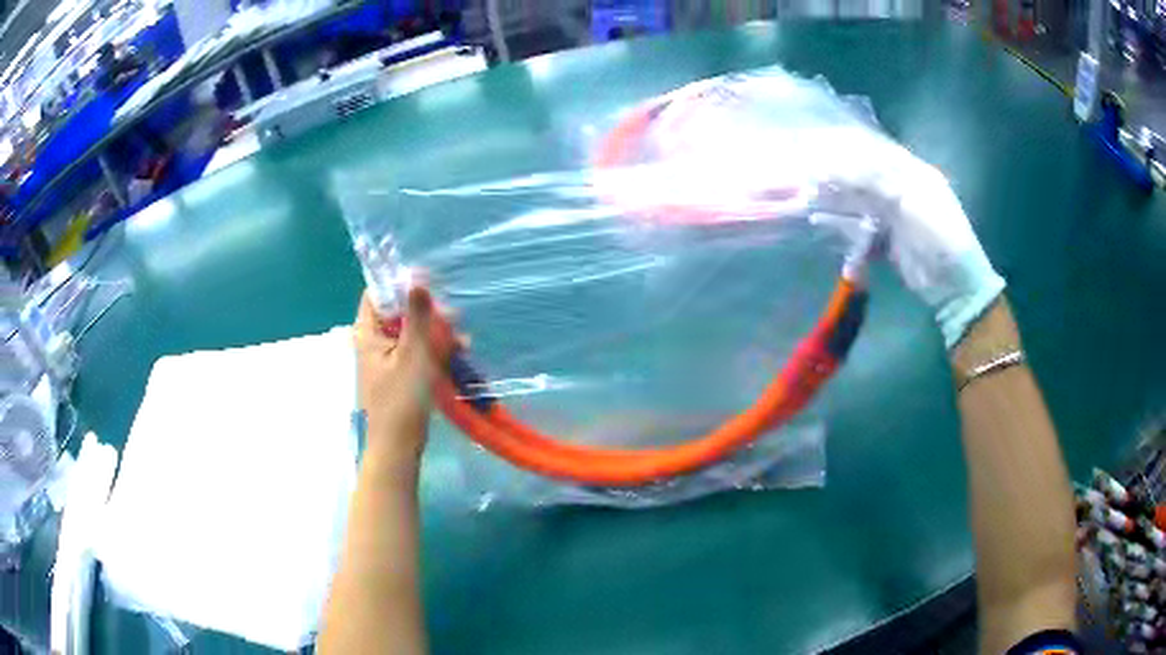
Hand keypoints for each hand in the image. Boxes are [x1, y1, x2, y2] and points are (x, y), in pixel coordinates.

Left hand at [354, 285, 451, 461]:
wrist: (398, 446)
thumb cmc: (402, 399)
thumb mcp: (414, 353)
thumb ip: (417, 315)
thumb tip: (416, 277)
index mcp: (368, 333)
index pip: (377, 294)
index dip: (401, 285)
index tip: (429, 286)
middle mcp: (374, 342)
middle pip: (399, 313)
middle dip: (428, 314)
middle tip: (453, 320)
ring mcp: (387, 359)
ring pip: (412, 333)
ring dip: (437, 334)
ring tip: (462, 344)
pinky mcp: (400, 375)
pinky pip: (417, 353)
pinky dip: (435, 352)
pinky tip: (459, 356)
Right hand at [813, 135, 1004, 347]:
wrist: (954, 285)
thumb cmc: (940, 235)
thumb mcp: (911, 199)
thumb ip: (874, 181)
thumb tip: (835, 168)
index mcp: (912, 173)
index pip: (874, 154)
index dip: (847, 152)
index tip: (817, 152)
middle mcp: (901, 190)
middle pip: (862, 179)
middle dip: (835, 179)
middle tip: (806, 179)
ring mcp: (893, 217)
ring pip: (857, 203)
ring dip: (834, 202)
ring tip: (806, 201)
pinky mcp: (887, 241)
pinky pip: (859, 228)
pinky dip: (841, 227)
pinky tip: (821, 223)